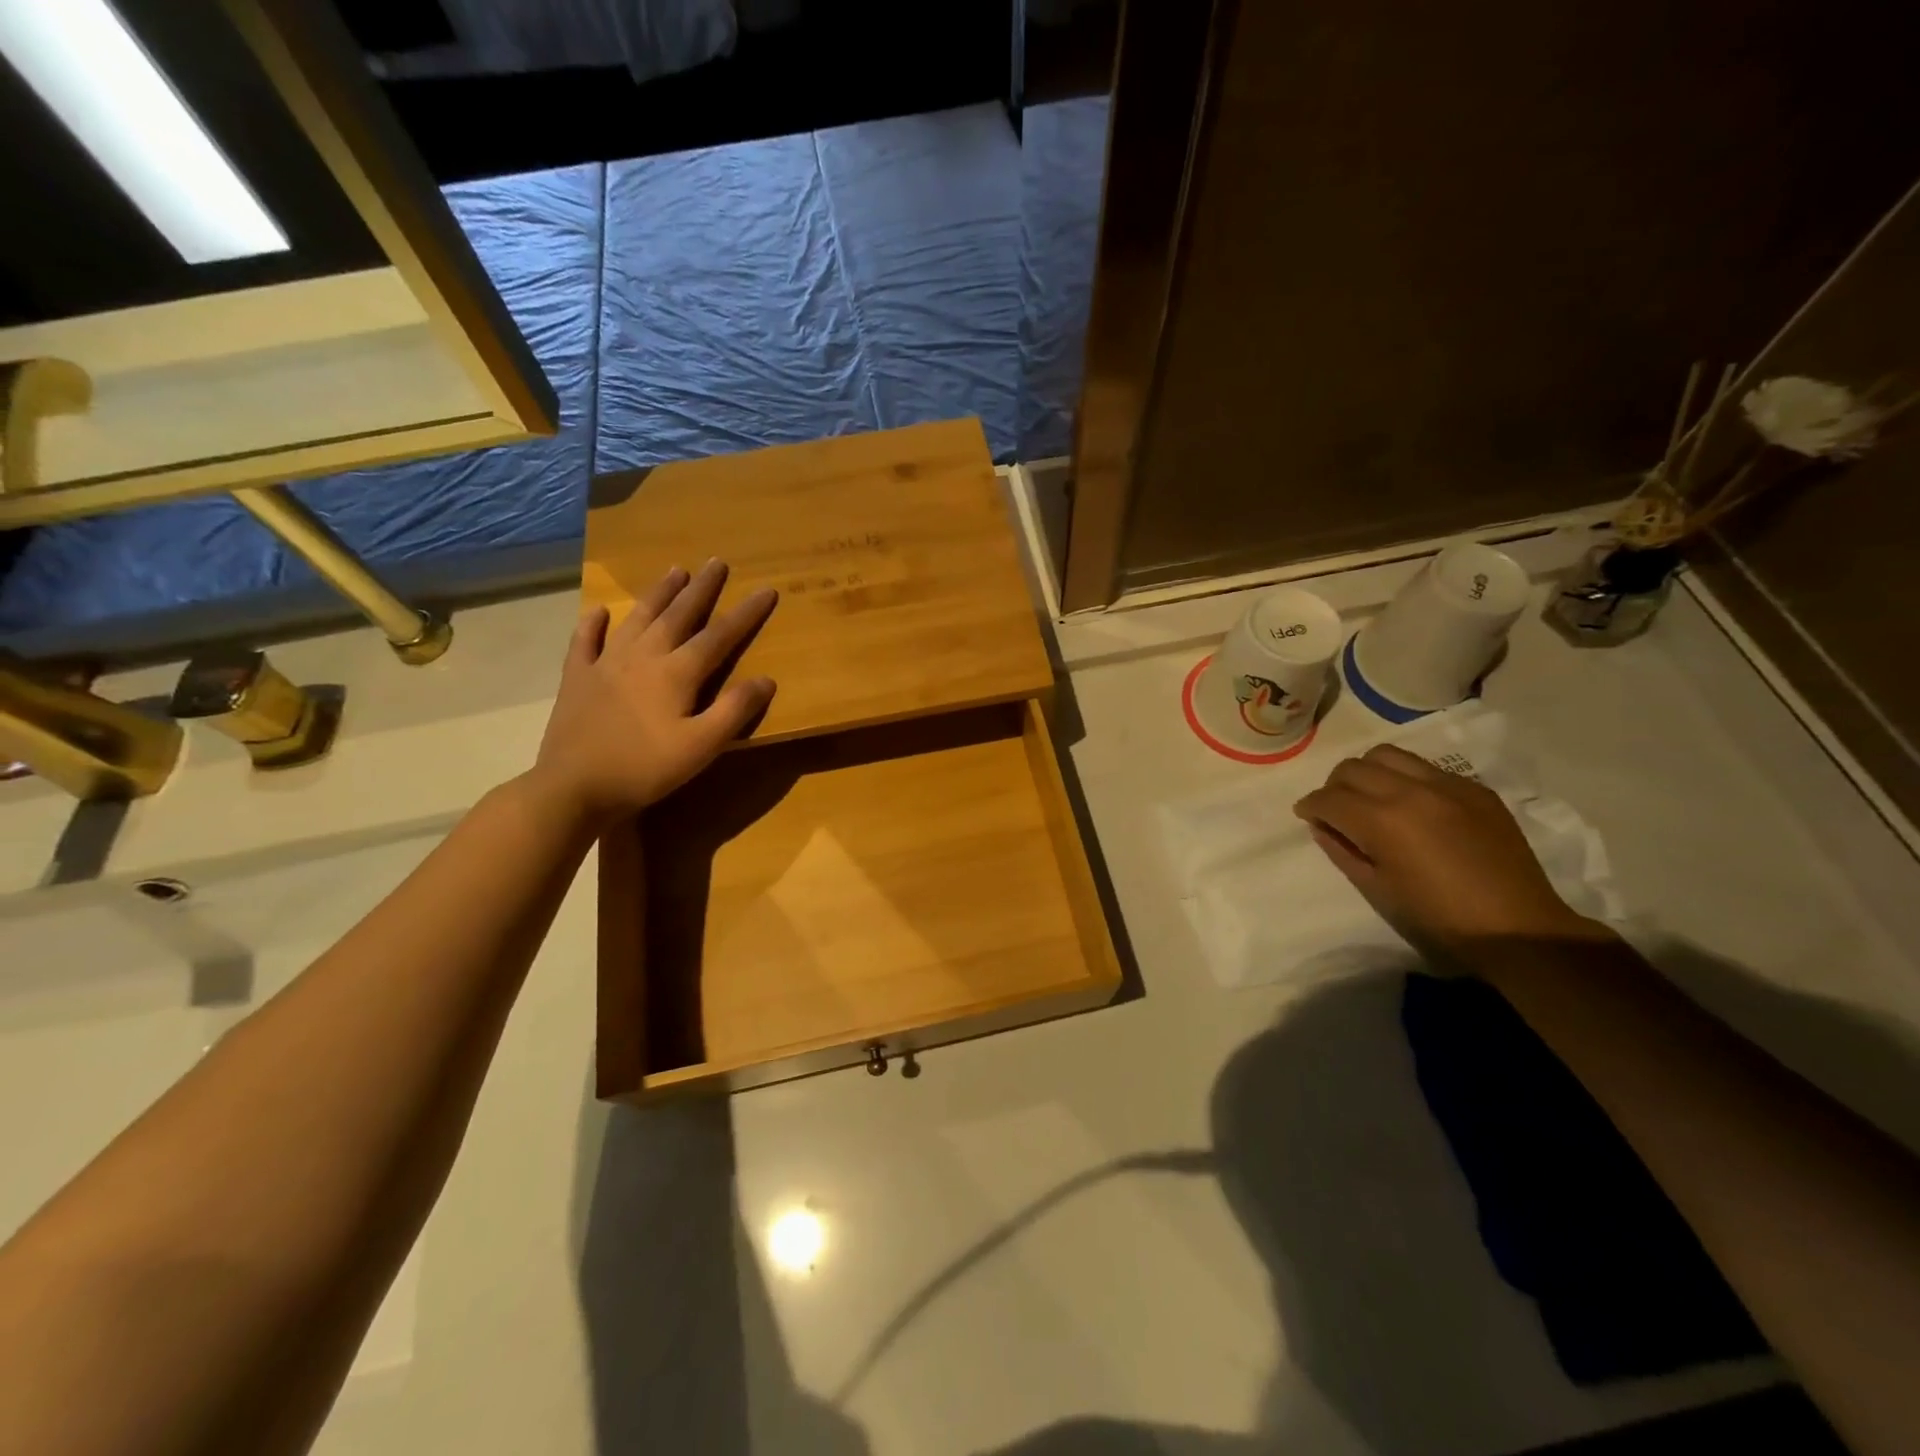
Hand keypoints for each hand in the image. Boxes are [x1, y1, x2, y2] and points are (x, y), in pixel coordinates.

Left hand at [530, 560, 776, 821]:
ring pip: (637, 619)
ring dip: (657, 594)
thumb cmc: (645, 769)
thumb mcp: (701, 747)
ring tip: (674, 571)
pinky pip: (585, 642)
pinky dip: (593, 624)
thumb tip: (766, 679)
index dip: (746, 613)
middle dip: (701, 589)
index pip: (719, 635)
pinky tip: (599, 612)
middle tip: (715, 562)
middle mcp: (643, 657)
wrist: (573, 787)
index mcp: (676, 673)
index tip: (766, 590)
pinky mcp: (577, 679)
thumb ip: (734, 711)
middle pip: (677, 615)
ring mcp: (605, 664)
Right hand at [1293, 743, 1600, 946]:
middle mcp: (1410, 791)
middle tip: (1337, 809)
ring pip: (1387, 755)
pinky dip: (1406, 778)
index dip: (1310, 807)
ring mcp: (1447, 785)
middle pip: (1353, 768)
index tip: (1307, 816)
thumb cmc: (1437, 919)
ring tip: (1372, 798)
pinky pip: (1426, 768)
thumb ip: (1342, 851)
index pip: (1328, 798)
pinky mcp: (1475, 789)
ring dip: (1368, 772)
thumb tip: (1322, 826)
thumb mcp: (1377, 890)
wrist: (1517, 929)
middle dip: (1335, 786)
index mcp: (1382, 821)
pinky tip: (1413, 806)